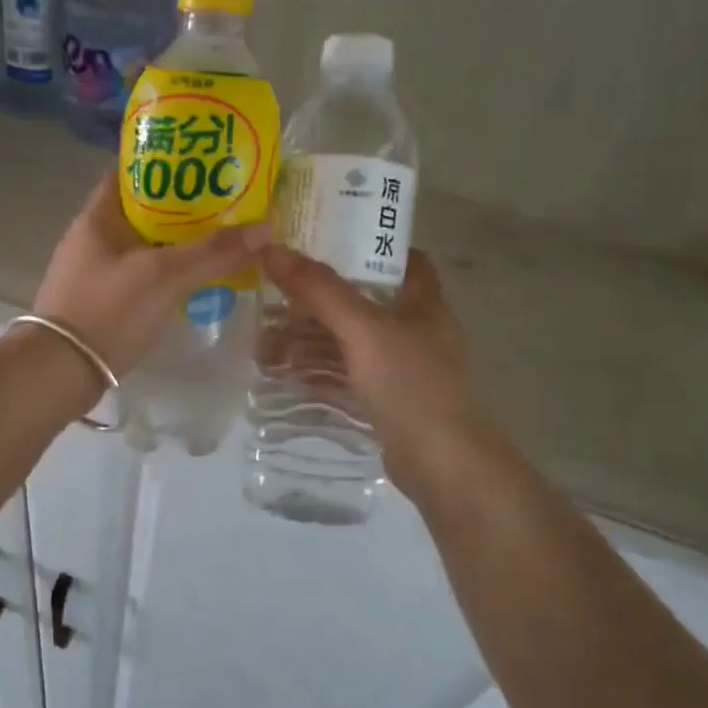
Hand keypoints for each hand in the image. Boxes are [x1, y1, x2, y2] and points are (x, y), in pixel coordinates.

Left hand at [34, 178, 267, 374]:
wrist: (59, 373)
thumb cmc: (107, 311)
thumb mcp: (164, 276)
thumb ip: (214, 252)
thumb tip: (266, 226)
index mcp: (98, 217)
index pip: (131, 173)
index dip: (167, 164)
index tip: (205, 167)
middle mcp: (91, 238)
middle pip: (142, 211)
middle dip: (182, 209)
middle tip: (226, 207)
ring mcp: (93, 272)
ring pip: (142, 246)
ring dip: (175, 244)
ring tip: (219, 242)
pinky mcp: (98, 302)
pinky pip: (138, 276)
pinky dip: (164, 274)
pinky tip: (191, 283)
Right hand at [261, 247, 490, 497]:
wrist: (445, 465)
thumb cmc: (411, 384)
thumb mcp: (363, 329)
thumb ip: (319, 290)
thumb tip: (272, 249)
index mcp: (421, 301)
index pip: (399, 258)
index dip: (362, 246)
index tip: (318, 242)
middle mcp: (413, 330)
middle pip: (359, 302)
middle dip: (314, 302)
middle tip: (271, 300)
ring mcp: (400, 369)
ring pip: (347, 343)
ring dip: (308, 341)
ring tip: (263, 345)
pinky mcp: (385, 402)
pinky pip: (344, 377)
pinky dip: (315, 373)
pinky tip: (283, 375)